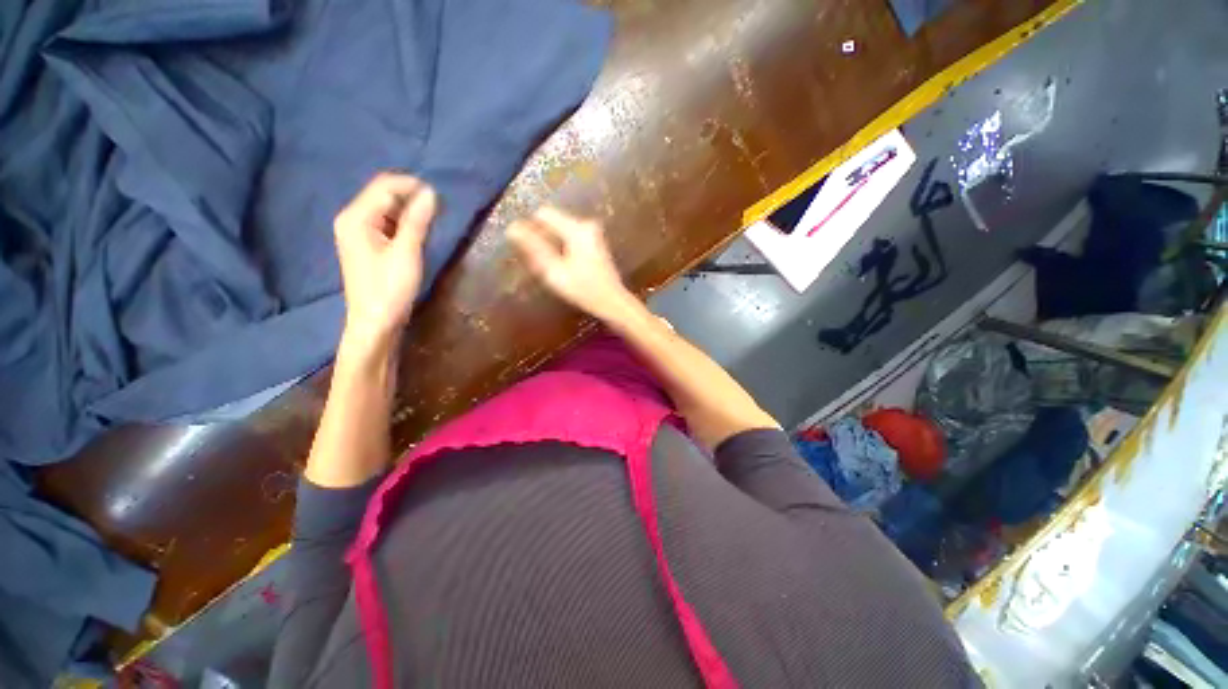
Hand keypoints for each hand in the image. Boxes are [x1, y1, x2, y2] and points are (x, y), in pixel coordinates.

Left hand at [334, 173, 436, 345]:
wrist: (375, 322)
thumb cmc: (389, 288)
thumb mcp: (406, 252)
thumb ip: (417, 221)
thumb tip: (431, 193)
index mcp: (356, 218)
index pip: (384, 186)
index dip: (412, 186)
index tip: (440, 196)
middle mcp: (352, 219)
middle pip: (383, 195)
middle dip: (411, 196)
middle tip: (439, 209)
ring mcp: (358, 232)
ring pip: (386, 209)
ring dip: (409, 210)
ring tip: (433, 220)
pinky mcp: (368, 245)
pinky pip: (387, 223)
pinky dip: (404, 223)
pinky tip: (418, 232)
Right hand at [508, 206, 637, 321]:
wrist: (613, 303)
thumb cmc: (584, 290)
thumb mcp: (555, 271)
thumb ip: (533, 248)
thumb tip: (512, 228)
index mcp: (577, 228)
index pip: (543, 214)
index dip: (530, 228)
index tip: (525, 249)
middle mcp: (586, 225)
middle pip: (552, 222)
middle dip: (541, 239)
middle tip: (539, 264)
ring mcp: (593, 233)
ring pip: (560, 231)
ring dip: (552, 246)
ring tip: (551, 269)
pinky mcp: (595, 242)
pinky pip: (570, 239)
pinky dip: (563, 250)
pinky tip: (564, 269)